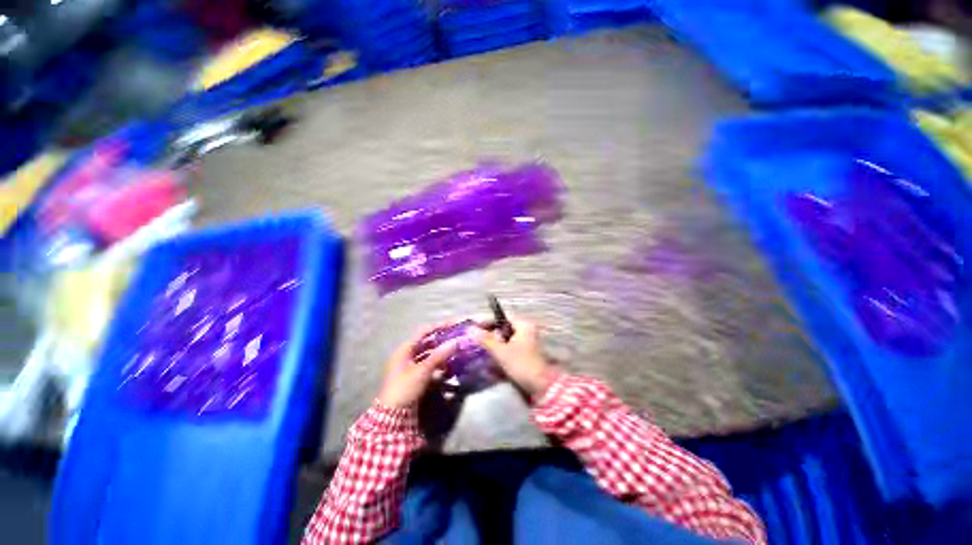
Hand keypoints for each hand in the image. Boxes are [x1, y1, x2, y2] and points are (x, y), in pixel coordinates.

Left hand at [377, 327, 457, 408]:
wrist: (392, 415)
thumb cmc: (405, 387)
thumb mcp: (423, 371)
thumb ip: (439, 355)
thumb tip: (455, 341)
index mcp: (405, 349)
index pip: (424, 331)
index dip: (439, 326)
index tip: (453, 325)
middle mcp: (407, 354)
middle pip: (427, 342)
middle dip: (442, 340)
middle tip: (456, 339)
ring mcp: (410, 366)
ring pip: (429, 354)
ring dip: (441, 353)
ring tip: (455, 353)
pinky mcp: (414, 376)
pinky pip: (428, 365)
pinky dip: (438, 364)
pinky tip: (448, 368)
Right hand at [467, 318, 559, 396]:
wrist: (542, 387)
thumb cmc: (521, 364)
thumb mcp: (501, 351)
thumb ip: (485, 339)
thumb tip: (469, 329)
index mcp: (523, 325)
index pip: (502, 318)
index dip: (487, 322)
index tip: (474, 327)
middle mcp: (527, 331)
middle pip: (504, 329)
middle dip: (490, 335)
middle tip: (477, 340)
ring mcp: (528, 344)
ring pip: (506, 340)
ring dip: (494, 345)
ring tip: (482, 351)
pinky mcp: (526, 356)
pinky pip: (510, 350)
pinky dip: (501, 353)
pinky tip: (492, 361)